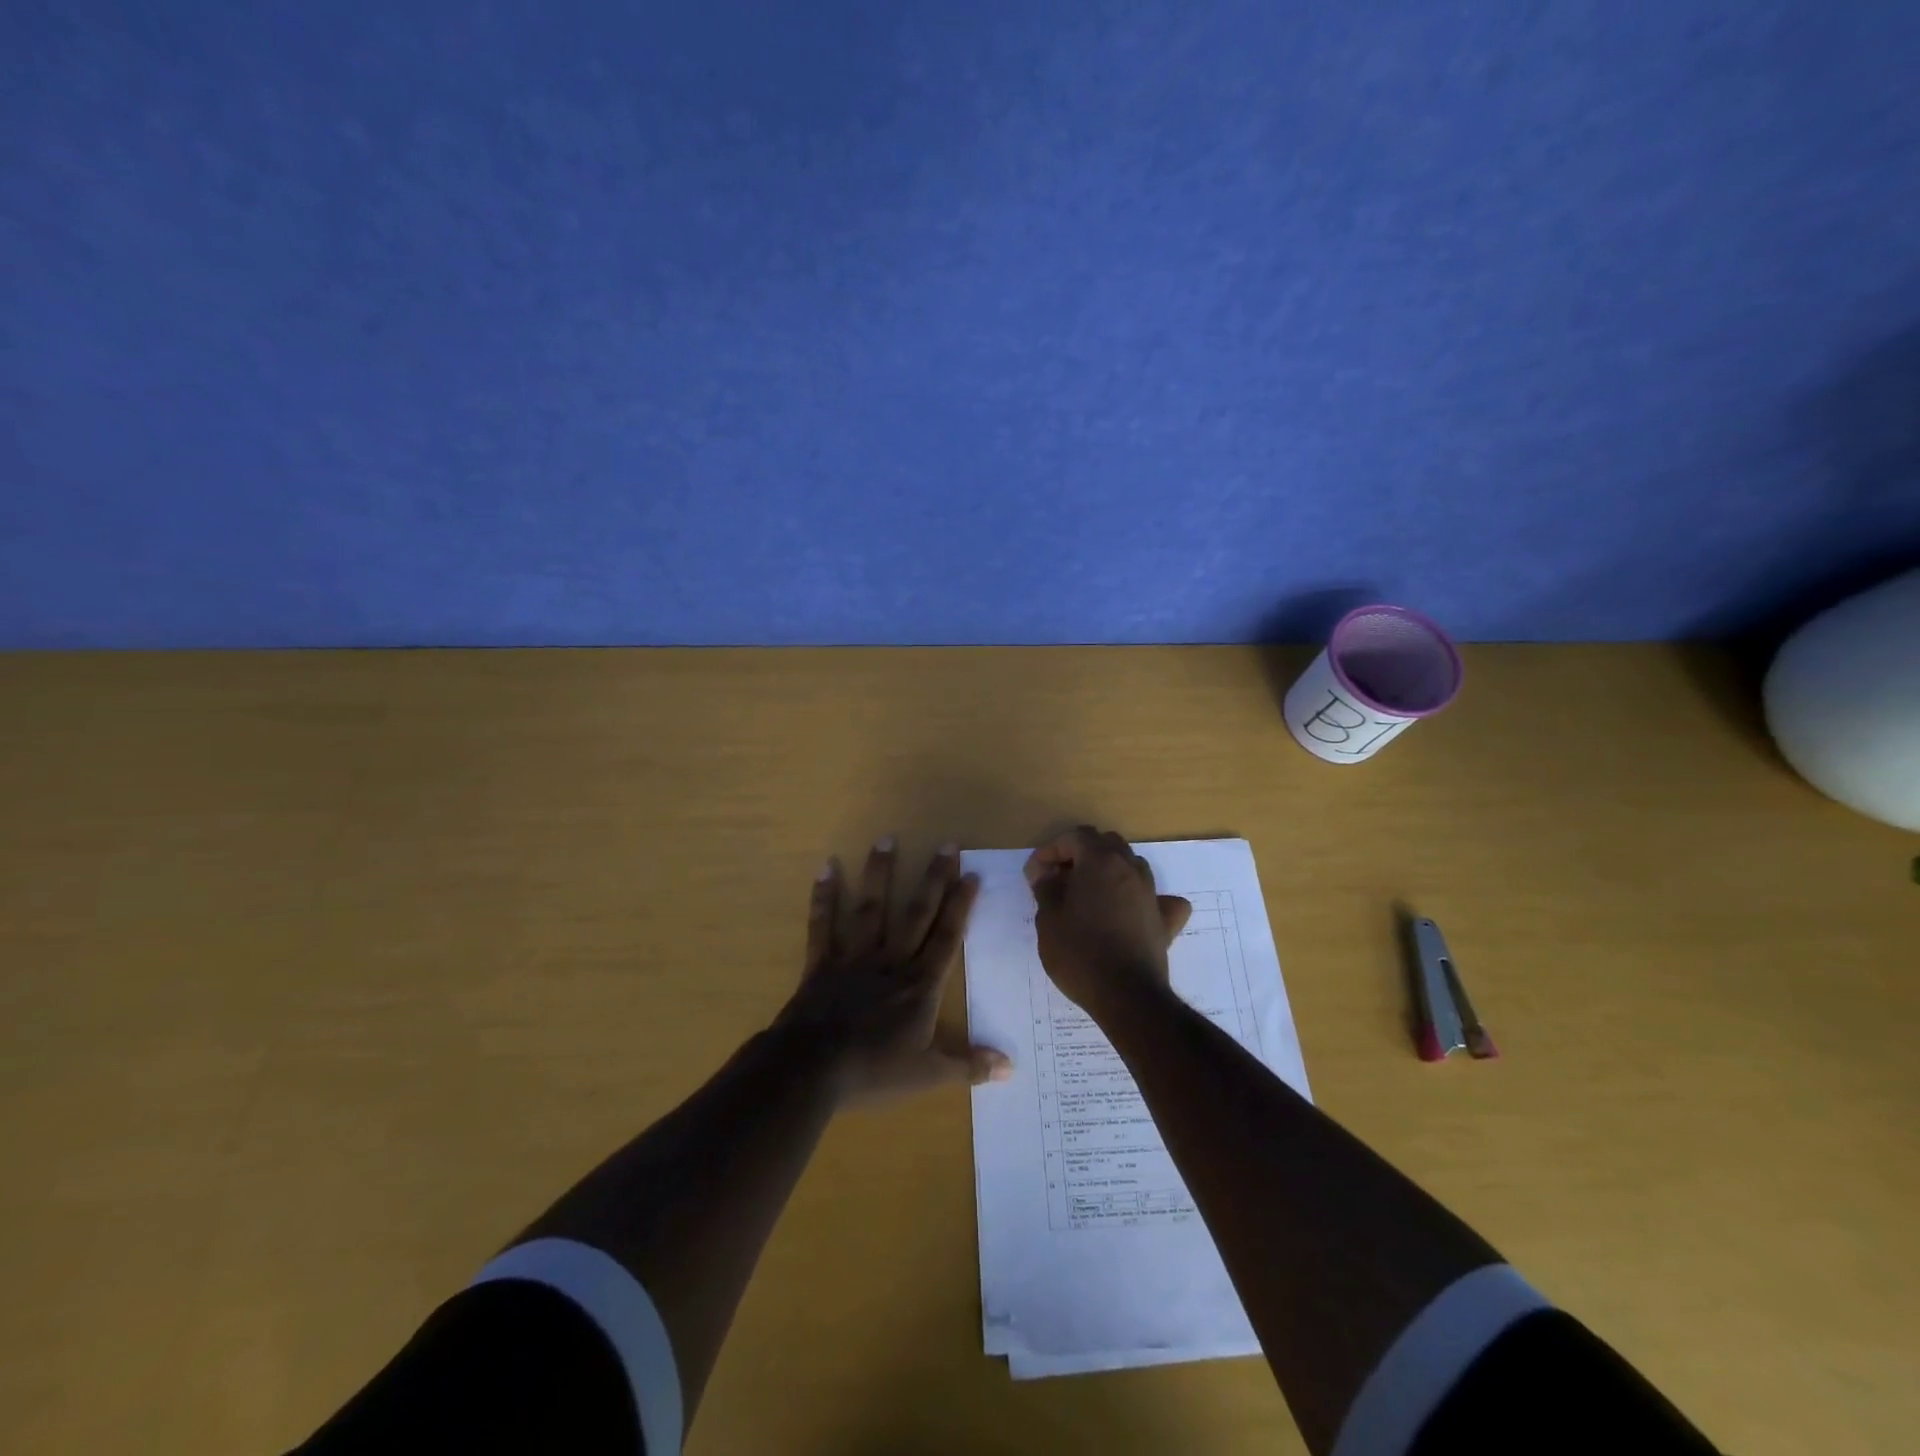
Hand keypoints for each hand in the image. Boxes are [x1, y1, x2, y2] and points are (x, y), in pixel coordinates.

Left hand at [776, 838, 1011, 1105]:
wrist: (812, 1070)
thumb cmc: (873, 1070)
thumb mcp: (928, 1075)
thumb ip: (968, 1065)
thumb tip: (1011, 1068)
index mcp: (920, 984)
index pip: (947, 937)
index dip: (960, 905)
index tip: (971, 874)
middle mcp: (891, 961)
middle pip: (917, 913)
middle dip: (934, 878)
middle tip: (946, 844)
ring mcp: (854, 957)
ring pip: (872, 908)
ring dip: (880, 873)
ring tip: (886, 839)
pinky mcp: (822, 962)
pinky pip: (823, 924)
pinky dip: (824, 896)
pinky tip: (826, 866)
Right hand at [1025, 826, 1191, 1016]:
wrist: (1127, 995)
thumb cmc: (1080, 952)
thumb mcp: (1048, 918)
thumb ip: (1046, 887)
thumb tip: (1045, 871)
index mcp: (1100, 860)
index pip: (1074, 837)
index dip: (1051, 850)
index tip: (1035, 874)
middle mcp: (1130, 868)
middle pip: (1105, 844)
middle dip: (1080, 855)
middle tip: (1059, 880)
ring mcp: (1152, 893)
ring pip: (1130, 866)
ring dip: (1108, 872)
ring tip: (1088, 896)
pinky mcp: (1165, 919)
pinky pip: (1157, 898)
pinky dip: (1142, 898)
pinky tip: (1133, 911)